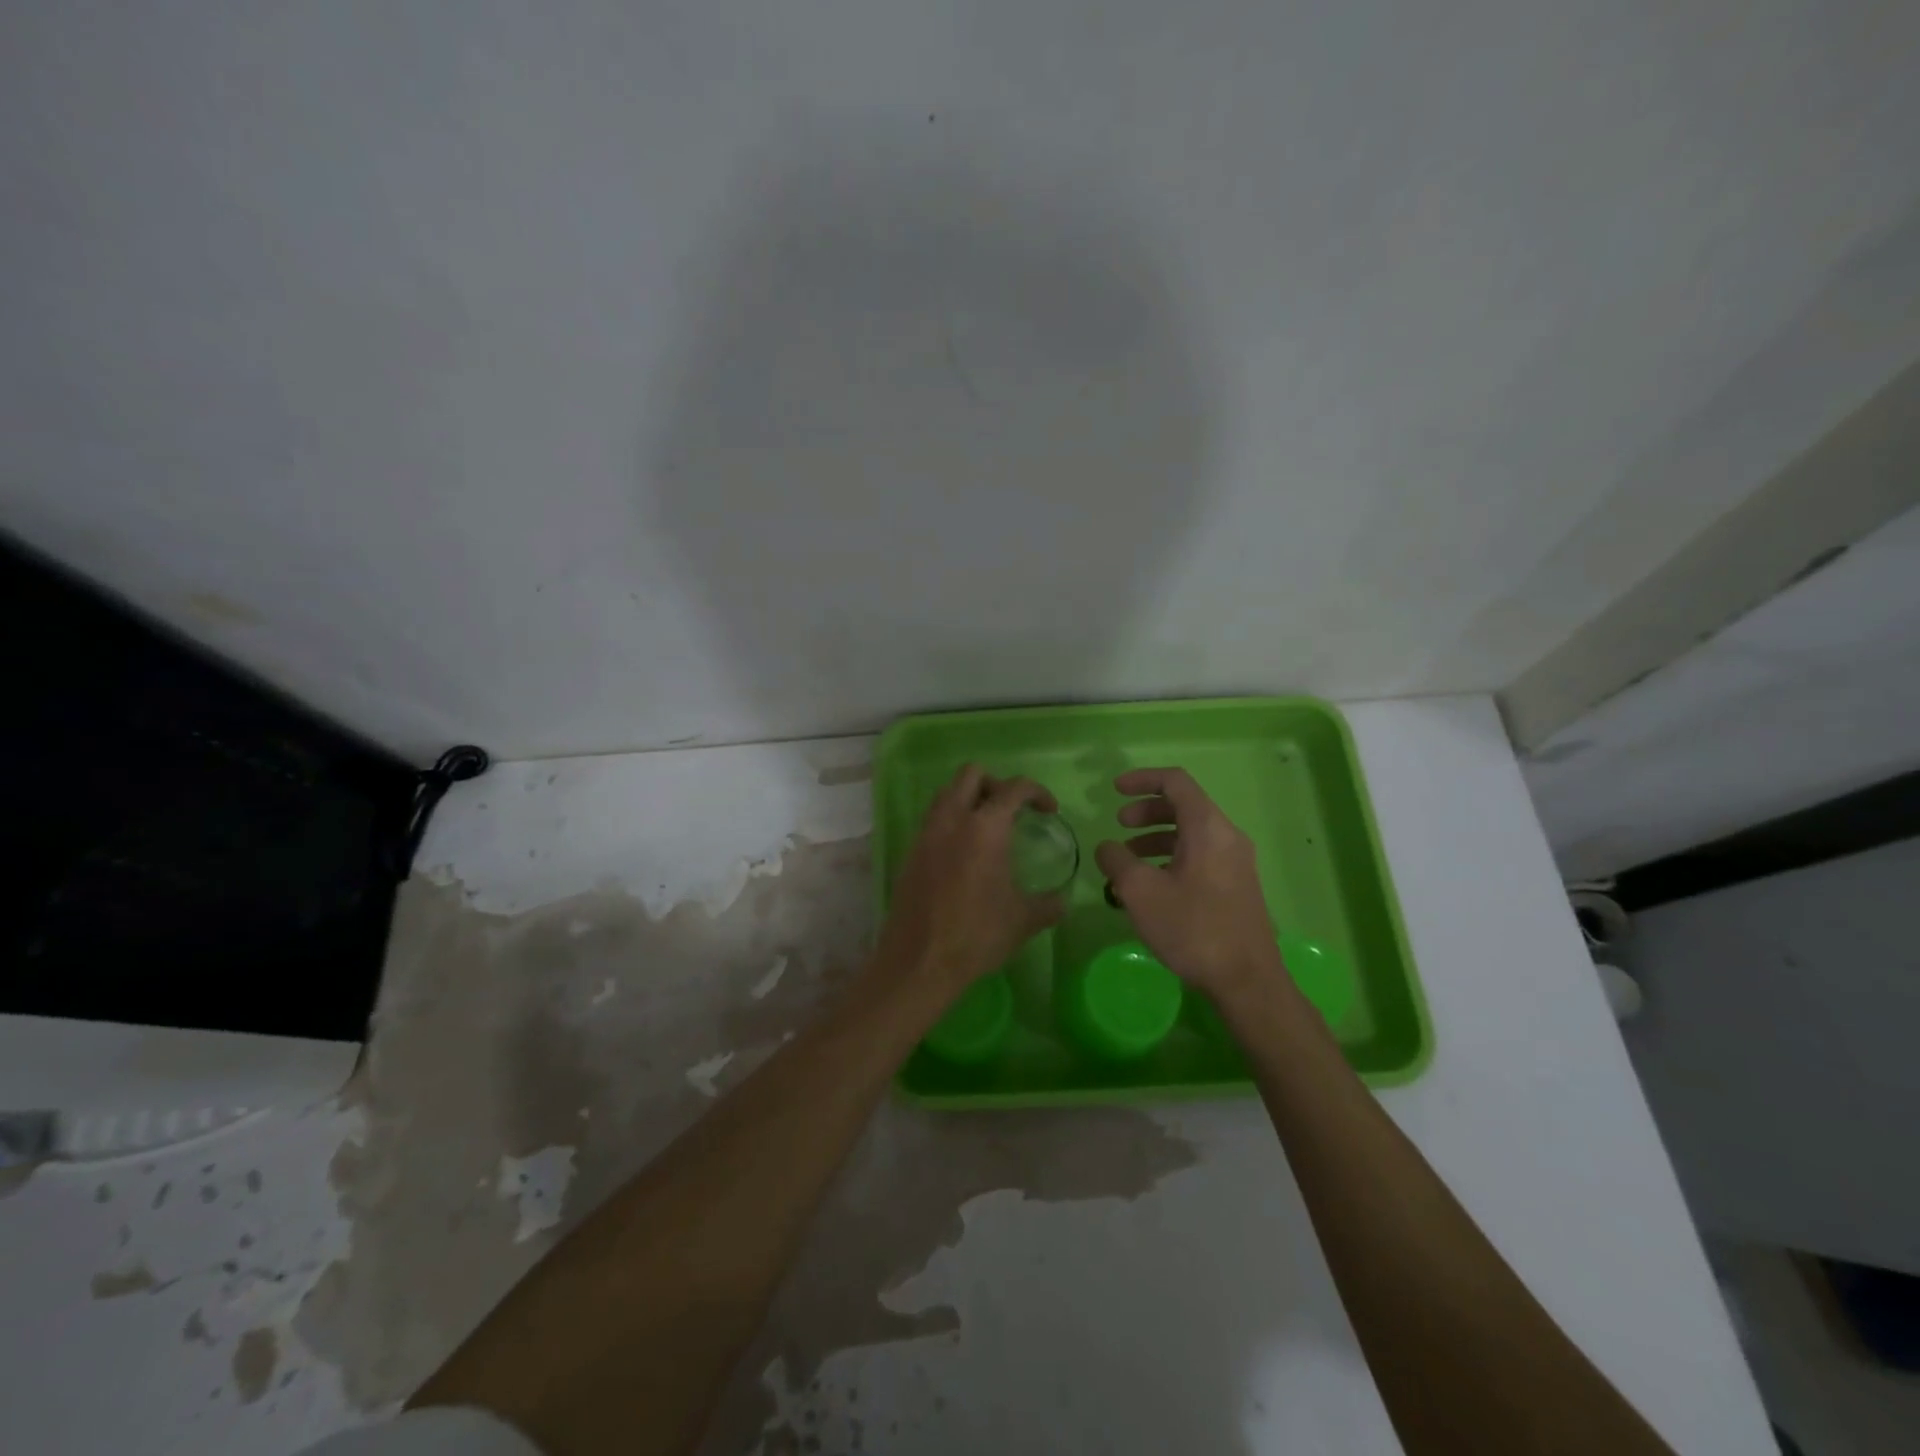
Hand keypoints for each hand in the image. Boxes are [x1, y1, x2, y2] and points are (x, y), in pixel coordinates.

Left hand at [877, 764, 1066, 997]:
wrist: (919, 961)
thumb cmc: (976, 935)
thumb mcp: (1023, 920)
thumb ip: (1048, 905)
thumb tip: (1063, 901)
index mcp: (985, 828)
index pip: (1014, 788)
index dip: (1037, 792)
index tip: (1049, 811)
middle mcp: (952, 820)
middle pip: (971, 775)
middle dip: (996, 784)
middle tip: (1012, 811)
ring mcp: (927, 834)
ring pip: (947, 793)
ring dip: (969, 799)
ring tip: (988, 828)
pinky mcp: (911, 853)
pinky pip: (933, 820)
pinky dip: (952, 822)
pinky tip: (964, 854)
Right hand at [1094, 767, 1285, 1003]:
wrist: (1247, 980)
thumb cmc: (1193, 928)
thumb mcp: (1141, 892)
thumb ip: (1117, 861)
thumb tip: (1107, 848)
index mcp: (1208, 827)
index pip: (1175, 782)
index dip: (1142, 779)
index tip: (1113, 790)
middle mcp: (1227, 836)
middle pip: (1183, 806)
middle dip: (1146, 811)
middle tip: (1119, 825)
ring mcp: (1235, 861)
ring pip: (1191, 833)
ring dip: (1155, 837)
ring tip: (1127, 860)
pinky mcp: (1236, 885)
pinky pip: (1200, 855)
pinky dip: (1171, 857)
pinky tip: (1151, 885)